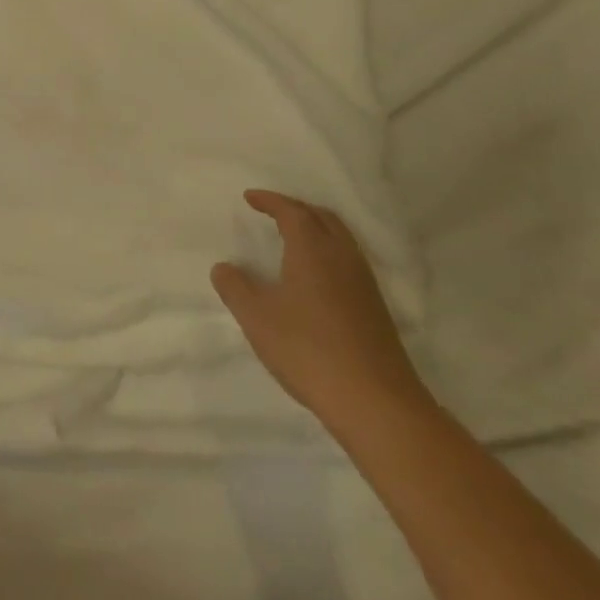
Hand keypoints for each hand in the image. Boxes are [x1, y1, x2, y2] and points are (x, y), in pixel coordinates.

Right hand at [211, 190, 427, 428]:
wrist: (375, 402)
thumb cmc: (307, 349)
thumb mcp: (256, 317)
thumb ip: (235, 287)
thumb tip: (224, 267)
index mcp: (313, 251)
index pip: (292, 212)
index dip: (270, 201)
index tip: (250, 197)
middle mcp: (342, 258)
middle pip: (323, 218)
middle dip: (296, 208)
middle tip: (272, 211)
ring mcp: (364, 284)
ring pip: (340, 239)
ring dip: (315, 229)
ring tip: (291, 238)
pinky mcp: (375, 309)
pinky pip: (348, 261)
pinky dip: (327, 252)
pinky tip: (314, 276)